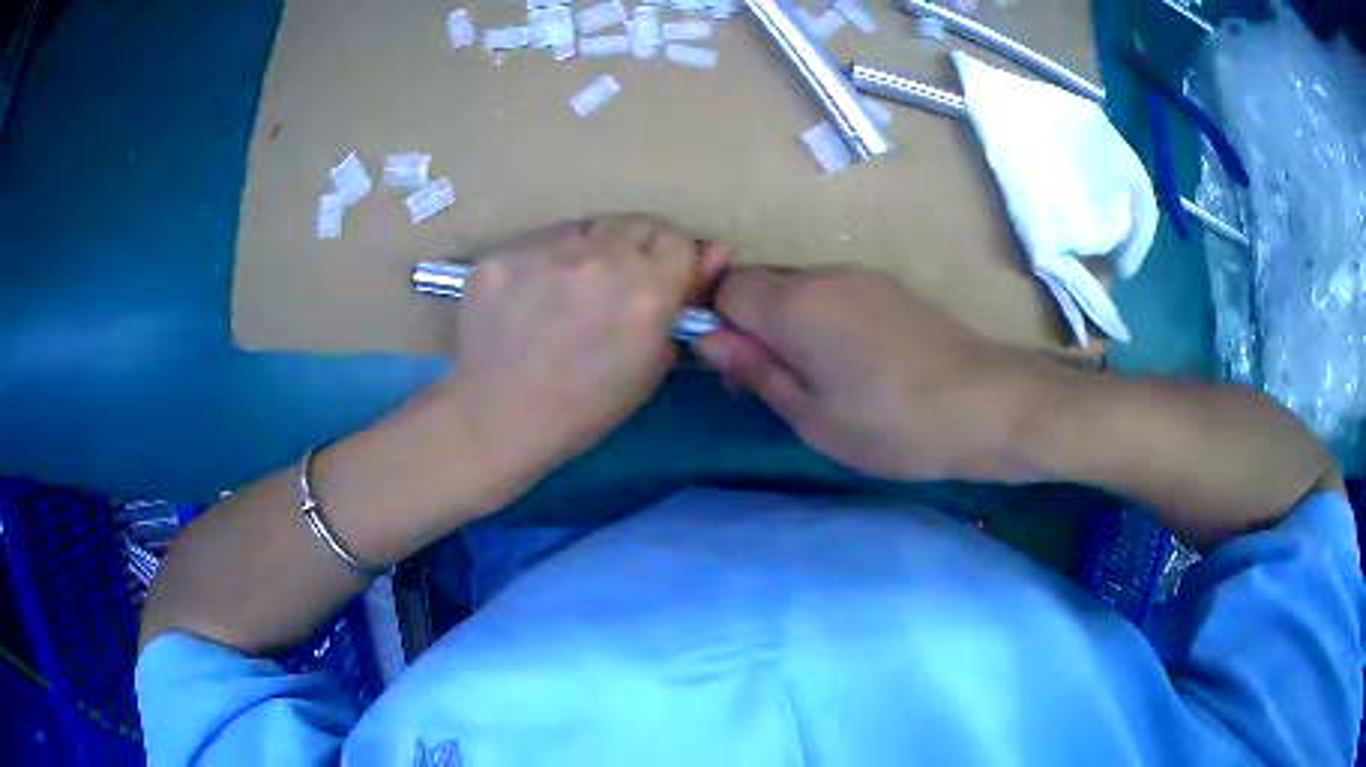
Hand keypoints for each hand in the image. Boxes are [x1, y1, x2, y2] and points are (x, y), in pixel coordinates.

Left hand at [449, 214, 725, 475]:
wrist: (497, 418)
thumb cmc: (583, 409)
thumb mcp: (649, 369)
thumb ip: (679, 309)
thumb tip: (709, 255)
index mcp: (647, 290)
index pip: (678, 239)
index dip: (671, 261)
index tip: (658, 280)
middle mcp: (600, 256)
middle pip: (635, 223)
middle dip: (634, 248)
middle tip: (614, 284)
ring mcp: (545, 248)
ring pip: (584, 227)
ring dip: (587, 250)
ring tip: (565, 291)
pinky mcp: (503, 252)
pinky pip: (538, 241)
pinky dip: (542, 261)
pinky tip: (527, 297)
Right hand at [694, 268, 1040, 481]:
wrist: (987, 404)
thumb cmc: (892, 424)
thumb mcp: (812, 416)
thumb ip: (757, 371)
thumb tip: (711, 340)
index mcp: (796, 303)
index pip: (727, 287)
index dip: (719, 324)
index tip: (738, 369)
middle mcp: (824, 274)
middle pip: (764, 286)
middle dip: (755, 328)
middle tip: (780, 385)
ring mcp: (862, 277)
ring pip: (801, 292)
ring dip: (792, 327)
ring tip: (824, 382)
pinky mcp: (890, 289)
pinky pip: (835, 296)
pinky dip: (826, 324)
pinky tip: (858, 366)